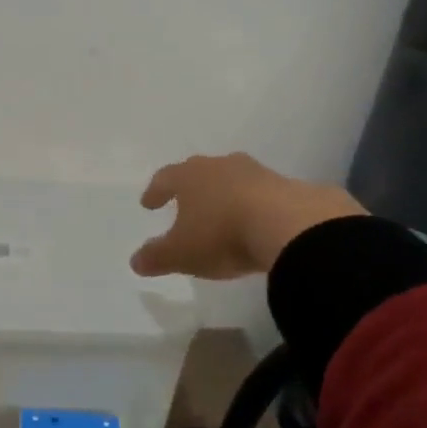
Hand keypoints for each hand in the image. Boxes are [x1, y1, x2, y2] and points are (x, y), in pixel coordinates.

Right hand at [130, 153, 366, 279]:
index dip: (155, 191)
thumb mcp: (182, 254)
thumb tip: (135, 261)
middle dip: (192, 188)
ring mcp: (258, 173)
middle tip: (186, 202)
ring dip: (226, 195)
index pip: (165, 178)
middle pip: (201, 172)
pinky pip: (264, 195)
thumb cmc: (223, 234)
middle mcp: (222, 166)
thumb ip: (156, 257)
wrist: (291, 226)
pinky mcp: (289, 187)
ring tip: (224, 213)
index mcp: (190, 176)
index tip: (148, 203)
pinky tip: (258, 223)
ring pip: (234, 180)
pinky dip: (256, 206)